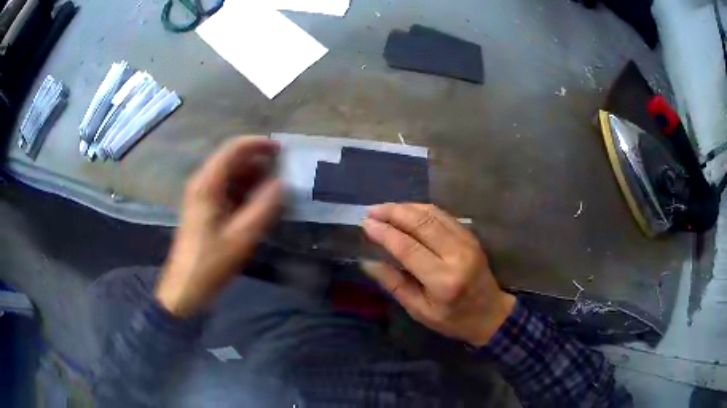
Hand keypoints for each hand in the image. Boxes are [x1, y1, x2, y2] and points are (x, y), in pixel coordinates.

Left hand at [155, 137, 281, 316]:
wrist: (186, 287)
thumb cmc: (212, 261)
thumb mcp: (242, 235)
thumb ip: (265, 206)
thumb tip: (282, 183)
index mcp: (207, 184)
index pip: (233, 148)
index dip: (258, 144)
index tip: (281, 150)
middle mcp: (201, 183)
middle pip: (231, 160)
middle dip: (258, 163)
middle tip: (283, 174)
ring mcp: (200, 196)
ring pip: (229, 175)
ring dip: (252, 179)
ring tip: (274, 192)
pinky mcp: (203, 208)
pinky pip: (226, 190)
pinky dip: (244, 192)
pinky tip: (257, 206)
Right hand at [361, 203, 515, 346]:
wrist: (490, 313)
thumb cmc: (453, 319)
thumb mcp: (419, 311)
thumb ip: (394, 284)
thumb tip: (368, 262)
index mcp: (443, 280)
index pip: (408, 247)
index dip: (384, 233)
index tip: (365, 224)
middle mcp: (456, 254)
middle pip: (421, 223)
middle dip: (392, 212)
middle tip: (371, 211)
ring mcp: (466, 241)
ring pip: (432, 214)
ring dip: (405, 207)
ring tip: (384, 208)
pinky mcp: (470, 235)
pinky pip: (443, 215)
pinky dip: (421, 209)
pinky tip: (407, 211)